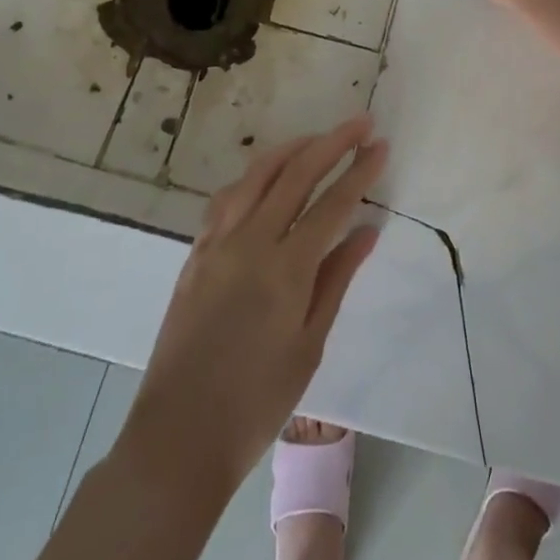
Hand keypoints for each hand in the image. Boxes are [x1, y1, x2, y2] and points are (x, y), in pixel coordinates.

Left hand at [116, 118, 385, 498]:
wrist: (178, 437)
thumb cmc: (257, 401)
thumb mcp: (310, 344)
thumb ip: (337, 278)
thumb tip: (367, 229)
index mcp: (286, 269)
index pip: (333, 203)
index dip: (360, 170)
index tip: (381, 145)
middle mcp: (250, 242)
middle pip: (296, 173)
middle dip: (332, 142)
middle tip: (360, 123)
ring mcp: (217, 243)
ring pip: (257, 175)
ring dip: (291, 149)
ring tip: (317, 138)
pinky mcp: (195, 253)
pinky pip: (226, 198)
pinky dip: (252, 176)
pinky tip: (265, 176)